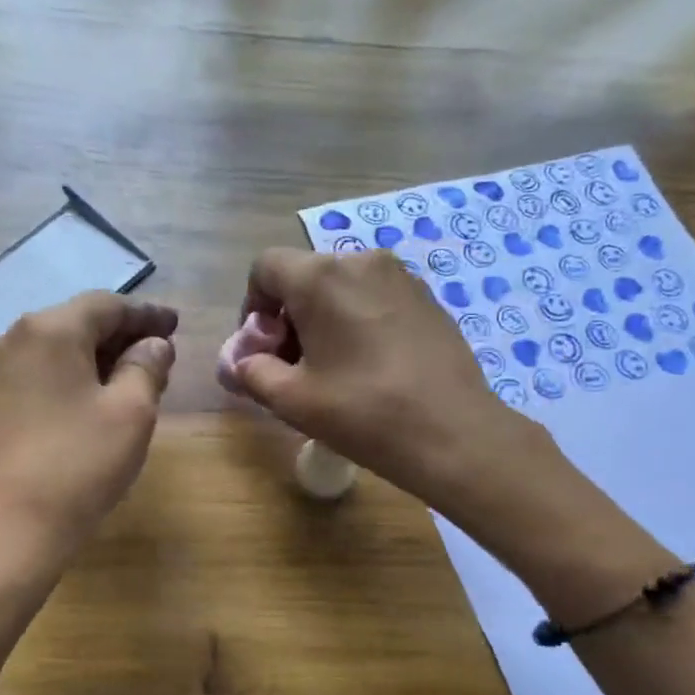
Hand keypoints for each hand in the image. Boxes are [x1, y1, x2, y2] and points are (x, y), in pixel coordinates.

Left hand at [0, 292, 176, 561]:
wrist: (14, 525)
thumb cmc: (81, 463)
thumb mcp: (132, 412)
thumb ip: (147, 367)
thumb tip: (154, 345)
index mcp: (51, 329)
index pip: (108, 306)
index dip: (147, 315)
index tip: (176, 325)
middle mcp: (16, 337)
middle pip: (79, 321)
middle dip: (123, 334)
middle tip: (160, 352)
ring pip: (59, 347)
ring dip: (99, 355)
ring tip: (134, 375)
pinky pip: (42, 370)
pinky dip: (74, 374)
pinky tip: (96, 394)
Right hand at [227, 248, 531, 511]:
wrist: (452, 433)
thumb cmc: (363, 413)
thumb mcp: (291, 400)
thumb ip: (252, 372)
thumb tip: (242, 362)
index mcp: (321, 277)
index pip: (265, 268)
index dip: (252, 307)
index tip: (263, 349)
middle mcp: (361, 261)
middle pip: (305, 276)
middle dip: (289, 316)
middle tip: (294, 366)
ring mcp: (401, 277)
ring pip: (342, 287)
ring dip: (324, 319)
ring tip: (333, 369)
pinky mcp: (428, 298)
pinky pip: (375, 298)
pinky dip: (359, 321)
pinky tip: (370, 366)